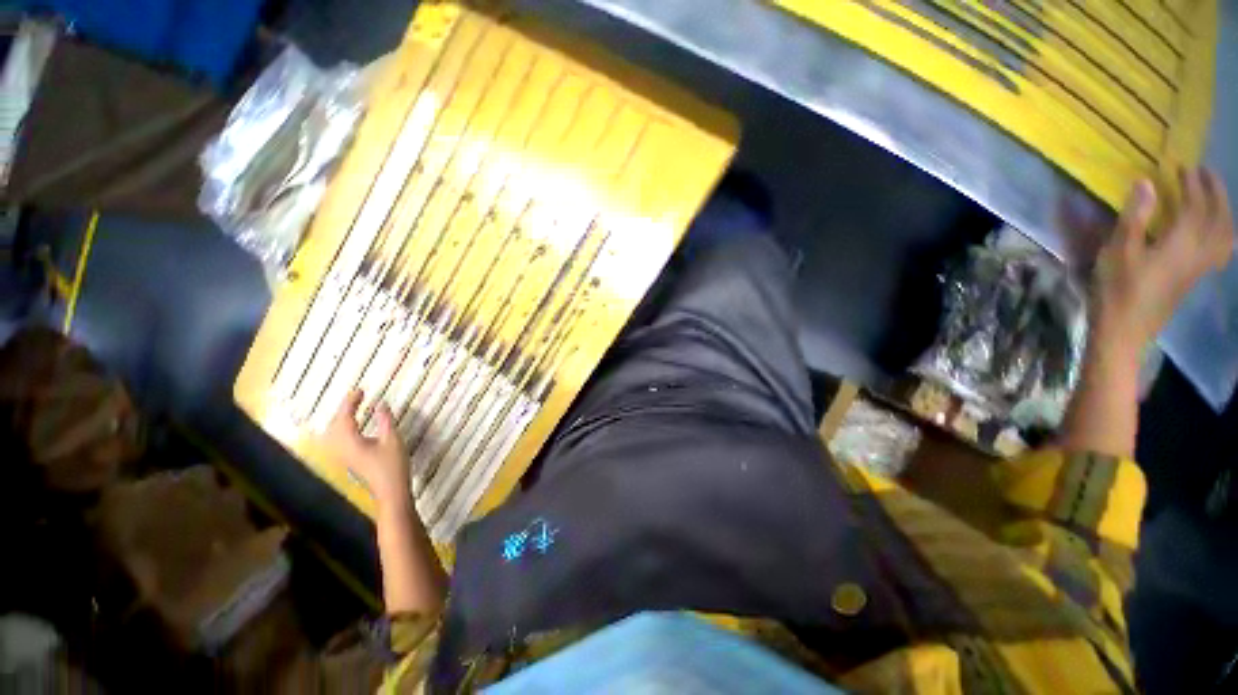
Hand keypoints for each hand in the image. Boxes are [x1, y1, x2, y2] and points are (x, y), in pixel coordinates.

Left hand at [323, 389, 409, 509]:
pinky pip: (339, 439)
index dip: (351, 402)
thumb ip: (385, 421)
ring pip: (334, 433)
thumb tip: (381, 404)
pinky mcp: (348, 461)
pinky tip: (354, 427)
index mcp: (350, 441)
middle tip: (358, 397)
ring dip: (342, 419)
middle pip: (334, 424)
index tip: (361, 390)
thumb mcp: (392, 440)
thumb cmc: (392, 466)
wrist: (390, 492)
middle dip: (344, 409)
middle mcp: (340, 448)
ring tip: (354, 409)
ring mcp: (342, 456)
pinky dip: (344, 428)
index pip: (345, 417)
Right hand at [1093, 168, 1233, 348]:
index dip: (1192, 184)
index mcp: (1181, 243)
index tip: (1184, 167)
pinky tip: (1213, 232)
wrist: (1125, 331)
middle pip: (1219, 218)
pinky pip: (1220, 250)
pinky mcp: (1194, 277)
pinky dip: (1222, 234)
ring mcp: (1199, 267)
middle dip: (1216, 193)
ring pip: (1225, 235)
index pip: (1195, 206)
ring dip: (1224, 212)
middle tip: (1205, 174)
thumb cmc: (1117, 290)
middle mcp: (1198, 252)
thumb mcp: (1118, 252)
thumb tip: (1146, 183)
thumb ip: (1134, 218)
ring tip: (1214, 198)